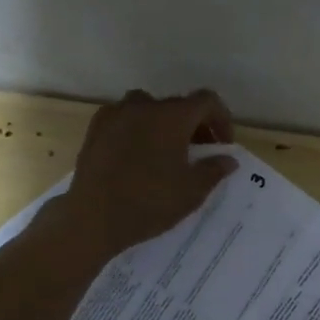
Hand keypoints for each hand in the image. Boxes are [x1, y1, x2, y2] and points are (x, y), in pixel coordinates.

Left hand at [59, 89, 236, 262]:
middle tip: (199, 153)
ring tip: (167, 152)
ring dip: (165, 125)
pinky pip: (125, 119)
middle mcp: (144, 106)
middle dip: (194, 125)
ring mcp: (115, 115)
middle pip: (178, 105)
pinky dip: (138, 129)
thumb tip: (227, 159)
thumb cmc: (149, 202)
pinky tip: (138, 155)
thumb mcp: (192, 191)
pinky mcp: (95, 129)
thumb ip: (214, 169)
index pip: (207, 101)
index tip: (223, 145)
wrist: (93, 218)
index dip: (221, 119)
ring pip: (149, 109)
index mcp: (172, 116)